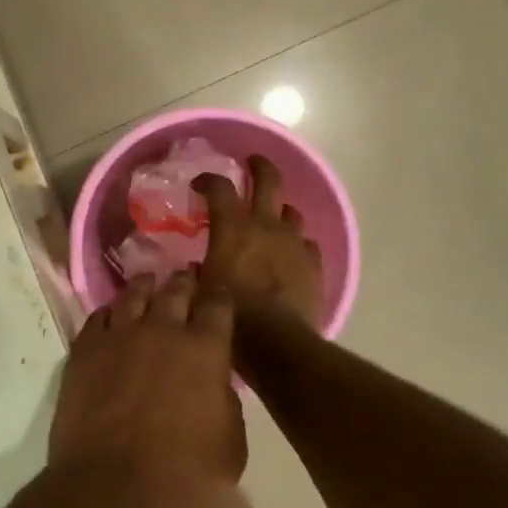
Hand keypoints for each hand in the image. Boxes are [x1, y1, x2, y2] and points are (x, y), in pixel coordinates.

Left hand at [49, 272, 245, 507]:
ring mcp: (119, 335)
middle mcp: (163, 330)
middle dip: (184, 282)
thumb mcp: (231, 445)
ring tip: (148, 282)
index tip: (219, 293)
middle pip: (175, 290)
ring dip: (145, 287)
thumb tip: (214, 382)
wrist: (112, 489)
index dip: (219, 296)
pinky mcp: (85, 348)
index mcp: (205, 350)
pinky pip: (99, 316)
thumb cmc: (184, 478)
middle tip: (186, 277)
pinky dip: (110, 312)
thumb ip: (225, 402)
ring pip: (134, 295)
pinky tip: (113, 313)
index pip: (218, 305)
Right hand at [193, 156, 324, 330]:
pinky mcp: (314, 263)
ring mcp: (294, 242)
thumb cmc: (233, 316)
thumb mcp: (201, 292)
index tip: (200, 185)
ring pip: (290, 211)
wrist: (278, 343)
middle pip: (267, 179)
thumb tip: (194, 268)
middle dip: (259, 166)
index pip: (220, 187)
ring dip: (279, 210)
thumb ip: (197, 273)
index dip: (208, 180)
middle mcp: (265, 225)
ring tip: (271, 219)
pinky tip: (290, 255)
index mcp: (233, 228)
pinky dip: (296, 243)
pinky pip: (306, 243)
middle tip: (251, 164)